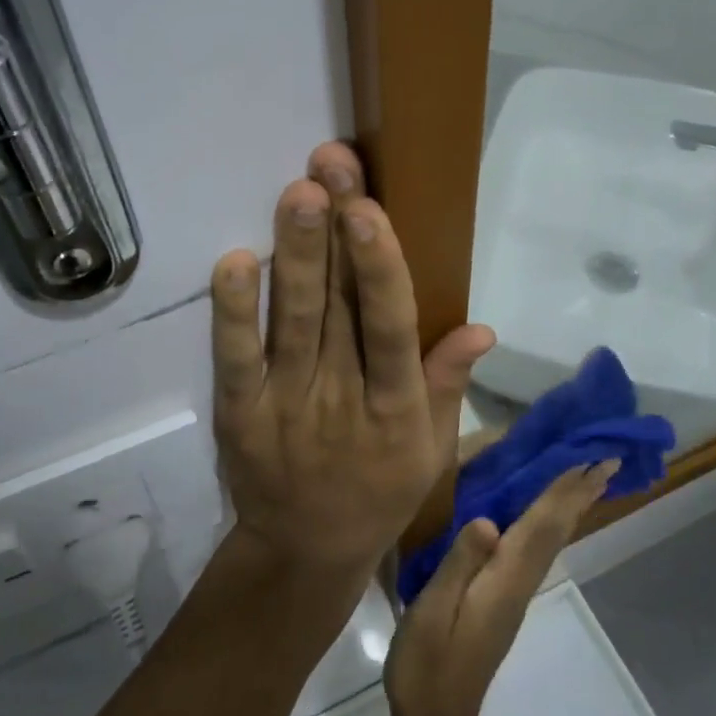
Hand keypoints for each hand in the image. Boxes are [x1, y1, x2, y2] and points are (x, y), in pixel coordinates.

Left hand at [210, 143, 492, 577]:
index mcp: (397, 407)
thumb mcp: (428, 447)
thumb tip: (483, 327)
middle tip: (331, 164)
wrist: (305, 551)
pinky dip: (232, 313)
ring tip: (298, 192)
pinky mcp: (240, 414)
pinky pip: (234, 359)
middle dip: (336, 232)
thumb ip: (447, 383)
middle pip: (340, 308)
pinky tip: (235, 261)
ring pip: (293, 322)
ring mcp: (287, 405)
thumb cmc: (379, 490)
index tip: (371, 210)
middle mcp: (343, 400)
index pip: (392, 329)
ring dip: (295, 256)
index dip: (381, 269)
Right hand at [384, 462, 617, 715]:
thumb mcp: (433, 611)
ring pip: (550, 540)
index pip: (542, 525)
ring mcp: (514, 594)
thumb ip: (459, 564)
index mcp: (504, 580)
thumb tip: (488, 522)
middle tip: (608, 460)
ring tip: (586, 479)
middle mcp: (518, 583)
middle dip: (580, 494)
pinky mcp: (504, 601)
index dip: (565, 491)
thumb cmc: (428, 664)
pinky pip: (536, 550)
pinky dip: (549, 524)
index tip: (593, 462)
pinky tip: (546, 518)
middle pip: (555, 531)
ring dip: (570, 506)